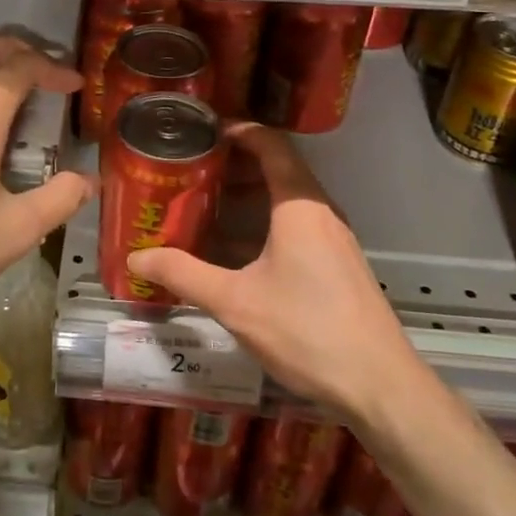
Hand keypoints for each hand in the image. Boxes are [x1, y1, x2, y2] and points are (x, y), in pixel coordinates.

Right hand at [126, 124, 421, 422]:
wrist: (380, 385)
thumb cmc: (306, 330)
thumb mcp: (234, 302)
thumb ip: (183, 275)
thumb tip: (135, 259)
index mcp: (299, 205)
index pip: (271, 144)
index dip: (238, 130)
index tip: (203, 132)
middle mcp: (321, 211)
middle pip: (280, 167)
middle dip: (236, 164)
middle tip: (194, 169)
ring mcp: (335, 238)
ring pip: (289, 198)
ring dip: (251, 195)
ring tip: (208, 204)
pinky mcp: (339, 264)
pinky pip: (298, 224)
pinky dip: (266, 221)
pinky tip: (239, 250)